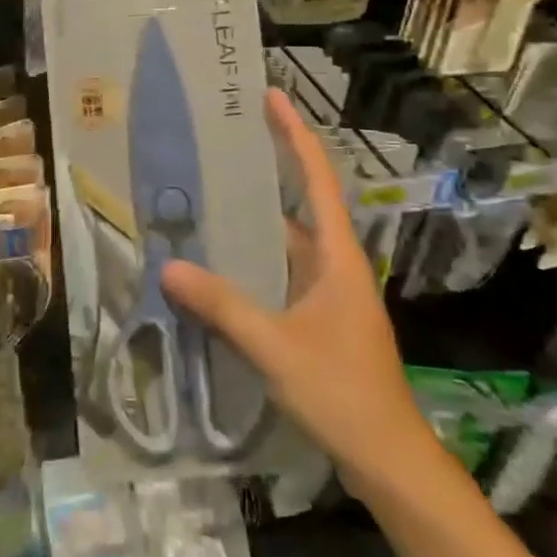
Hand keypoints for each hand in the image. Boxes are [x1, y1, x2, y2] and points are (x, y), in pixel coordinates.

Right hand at [162, 88, 430, 493]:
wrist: (388, 460)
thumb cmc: (342, 393)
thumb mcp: (275, 347)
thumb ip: (222, 305)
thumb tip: (168, 266)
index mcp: (337, 256)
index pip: (317, 179)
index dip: (295, 134)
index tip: (271, 96)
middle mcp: (334, 263)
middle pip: (299, 201)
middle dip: (266, 167)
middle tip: (219, 142)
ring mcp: (327, 292)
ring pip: (284, 240)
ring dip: (251, 218)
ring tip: (203, 194)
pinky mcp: (317, 317)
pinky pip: (278, 271)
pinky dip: (249, 259)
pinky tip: (215, 263)